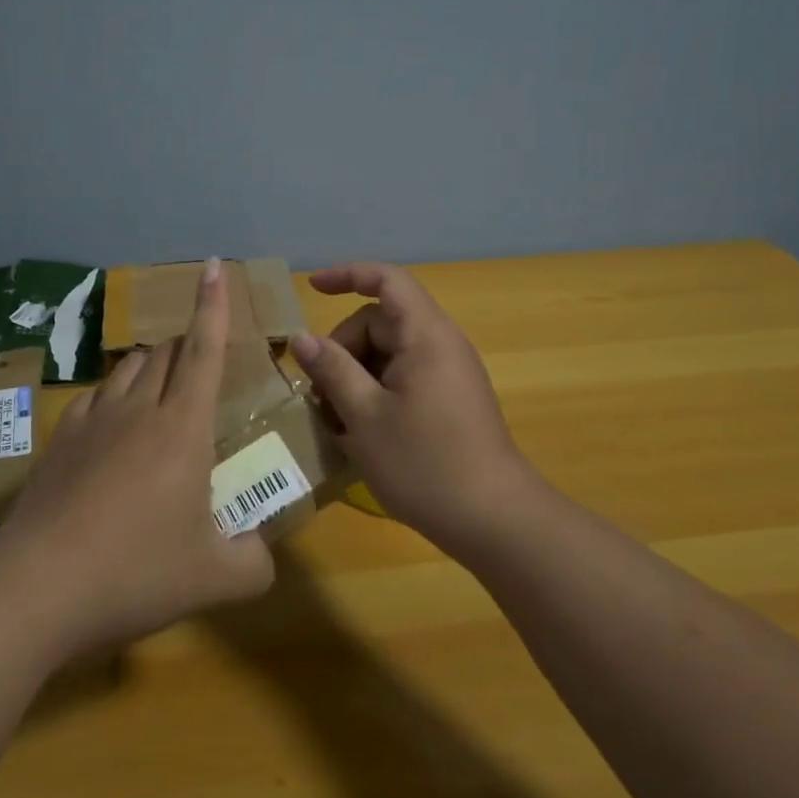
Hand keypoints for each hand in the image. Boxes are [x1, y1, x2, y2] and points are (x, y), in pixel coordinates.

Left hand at [0, 259, 274, 662]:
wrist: (38, 587)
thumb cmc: (136, 573)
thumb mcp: (214, 579)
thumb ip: (253, 562)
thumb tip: (260, 554)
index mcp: (182, 427)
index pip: (204, 350)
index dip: (213, 305)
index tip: (213, 266)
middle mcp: (138, 409)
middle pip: (165, 353)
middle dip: (186, 344)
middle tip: (200, 362)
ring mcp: (92, 420)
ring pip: (127, 368)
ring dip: (150, 366)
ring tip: (160, 389)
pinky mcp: (60, 439)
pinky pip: (94, 396)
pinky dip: (113, 395)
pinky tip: (111, 424)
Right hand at [290, 262, 535, 559]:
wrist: (496, 521)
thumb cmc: (425, 464)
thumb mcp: (364, 417)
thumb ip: (332, 370)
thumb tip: (302, 339)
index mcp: (425, 336)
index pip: (386, 280)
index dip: (347, 275)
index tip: (312, 288)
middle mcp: (441, 345)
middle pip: (380, 323)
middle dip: (343, 349)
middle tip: (319, 396)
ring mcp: (448, 374)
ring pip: (388, 354)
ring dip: (355, 376)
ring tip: (335, 420)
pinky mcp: (450, 401)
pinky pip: (403, 378)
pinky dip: (375, 393)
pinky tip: (360, 431)